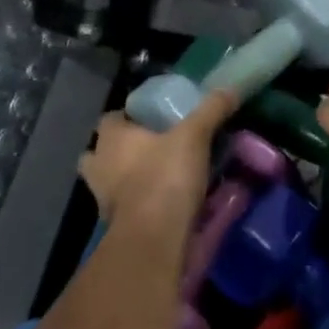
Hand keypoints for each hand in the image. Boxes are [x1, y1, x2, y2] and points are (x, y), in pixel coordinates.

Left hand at [83, 90, 237, 237]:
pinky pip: (124, 207)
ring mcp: (102, 199)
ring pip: (108, 181)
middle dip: (119, 150)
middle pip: (101, 152)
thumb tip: (230, 89)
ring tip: (156, 175)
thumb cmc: (165, 177)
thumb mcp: (195, 136)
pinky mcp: (114, 226)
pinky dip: (137, 203)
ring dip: (126, 178)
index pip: (110, 118)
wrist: (153, 238)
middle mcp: (99, 166)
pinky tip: (161, 201)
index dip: (129, 116)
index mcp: (112, 138)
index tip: (152, 118)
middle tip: (151, 147)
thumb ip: (211, 110)